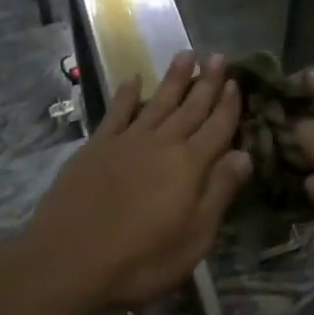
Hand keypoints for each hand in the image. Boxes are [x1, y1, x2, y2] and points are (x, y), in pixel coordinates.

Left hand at [24, 51, 249, 310]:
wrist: (69, 261)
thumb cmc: (140, 260)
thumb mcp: (194, 238)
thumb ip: (219, 192)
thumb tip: (244, 154)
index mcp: (190, 165)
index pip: (217, 127)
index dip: (229, 104)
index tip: (236, 80)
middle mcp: (162, 143)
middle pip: (191, 107)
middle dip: (207, 82)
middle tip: (218, 56)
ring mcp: (127, 141)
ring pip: (158, 101)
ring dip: (174, 78)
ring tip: (186, 54)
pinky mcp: (97, 146)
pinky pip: (117, 112)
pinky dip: (127, 94)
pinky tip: (133, 79)